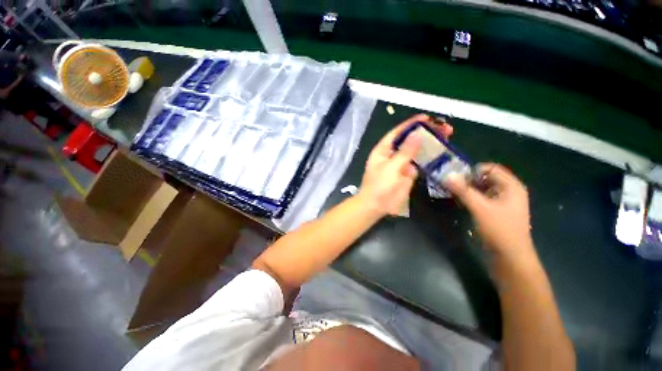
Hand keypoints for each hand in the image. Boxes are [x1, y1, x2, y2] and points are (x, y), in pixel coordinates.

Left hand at [357, 114, 452, 216]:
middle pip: (409, 140)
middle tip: (443, 127)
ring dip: (430, 143)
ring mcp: (401, 164)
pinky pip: (420, 163)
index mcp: (383, 150)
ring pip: (417, 151)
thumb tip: (417, 134)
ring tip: (448, 135)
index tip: (427, 118)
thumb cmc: (379, 186)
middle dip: (425, 132)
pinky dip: (430, 158)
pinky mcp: (408, 174)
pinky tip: (443, 152)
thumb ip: (405, 152)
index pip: (397, 133)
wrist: (376, 206)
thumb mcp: (391, 168)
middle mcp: (393, 154)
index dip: (411, 124)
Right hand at [444, 163, 533, 258]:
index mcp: (511, 186)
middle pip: (487, 177)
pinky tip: (463, 203)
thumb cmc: (499, 229)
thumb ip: (463, 190)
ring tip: (455, 194)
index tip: (457, 179)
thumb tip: (447, 175)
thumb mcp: (479, 207)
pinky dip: (473, 198)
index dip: (472, 171)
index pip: (490, 168)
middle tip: (453, 186)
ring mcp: (505, 202)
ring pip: (484, 188)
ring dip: (469, 189)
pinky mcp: (499, 211)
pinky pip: (484, 198)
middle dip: (469, 180)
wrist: (511, 256)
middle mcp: (510, 191)